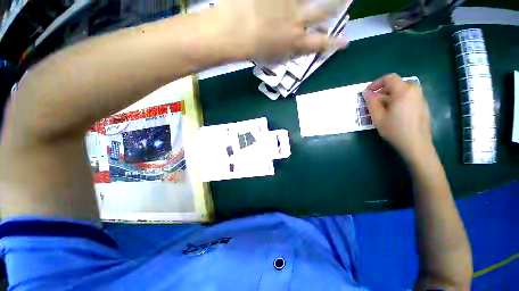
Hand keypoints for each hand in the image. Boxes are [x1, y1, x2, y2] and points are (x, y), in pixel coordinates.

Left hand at [211, 0, 349, 61]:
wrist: (233, 32)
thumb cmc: (252, 50)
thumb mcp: (274, 56)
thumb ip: (290, 50)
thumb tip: (300, 44)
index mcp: (295, 43)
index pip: (320, 44)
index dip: (334, 43)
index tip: (345, 41)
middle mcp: (297, 22)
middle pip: (324, 12)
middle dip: (336, 7)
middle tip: (344, 1)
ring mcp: (288, 4)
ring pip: (312, 1)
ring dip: (324, 2)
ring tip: (335, 2)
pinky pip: (288, 0)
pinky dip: (285, 3)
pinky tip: (281, 7)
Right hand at [363, 74, 432, 162]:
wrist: (416, 144)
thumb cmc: (395, 130)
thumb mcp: (378, 116)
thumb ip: (371, 102)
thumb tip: (366, 93)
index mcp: (403, 91)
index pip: (389, 78)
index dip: (376, 83)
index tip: (367, 93)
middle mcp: (414, 91)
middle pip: (396, 84)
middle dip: (383, 91)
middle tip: (374, 102)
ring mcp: (420, 98)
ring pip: (402, 91)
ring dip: (390, 96)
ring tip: (382, 109)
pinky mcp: (423, 106)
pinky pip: (408, 97)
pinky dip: (398, 100)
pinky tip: (393, 113)